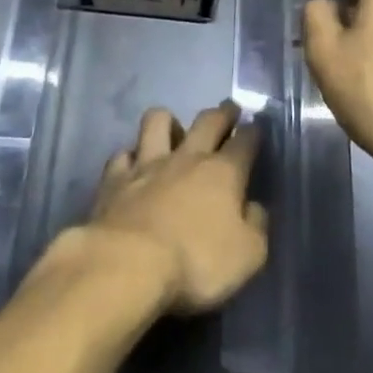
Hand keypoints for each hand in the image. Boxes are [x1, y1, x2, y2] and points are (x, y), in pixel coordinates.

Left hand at [85, 101, 268, 314]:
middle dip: (222, 113)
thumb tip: (255, 207)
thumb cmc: (196, 262)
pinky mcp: (115, 177)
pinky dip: (130, 157)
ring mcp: (148, 162)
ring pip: (158, 121)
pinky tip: (132, 165)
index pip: (244, 142)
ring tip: (173, 129)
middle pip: (208, 121)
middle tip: (228, 109)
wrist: (129, 263)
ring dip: (168, 121)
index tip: (256, 126)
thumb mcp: (247, 256)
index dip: (253, 132)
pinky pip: (123, 154)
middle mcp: (187, 157)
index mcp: (223, 173)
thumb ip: (256, 227)